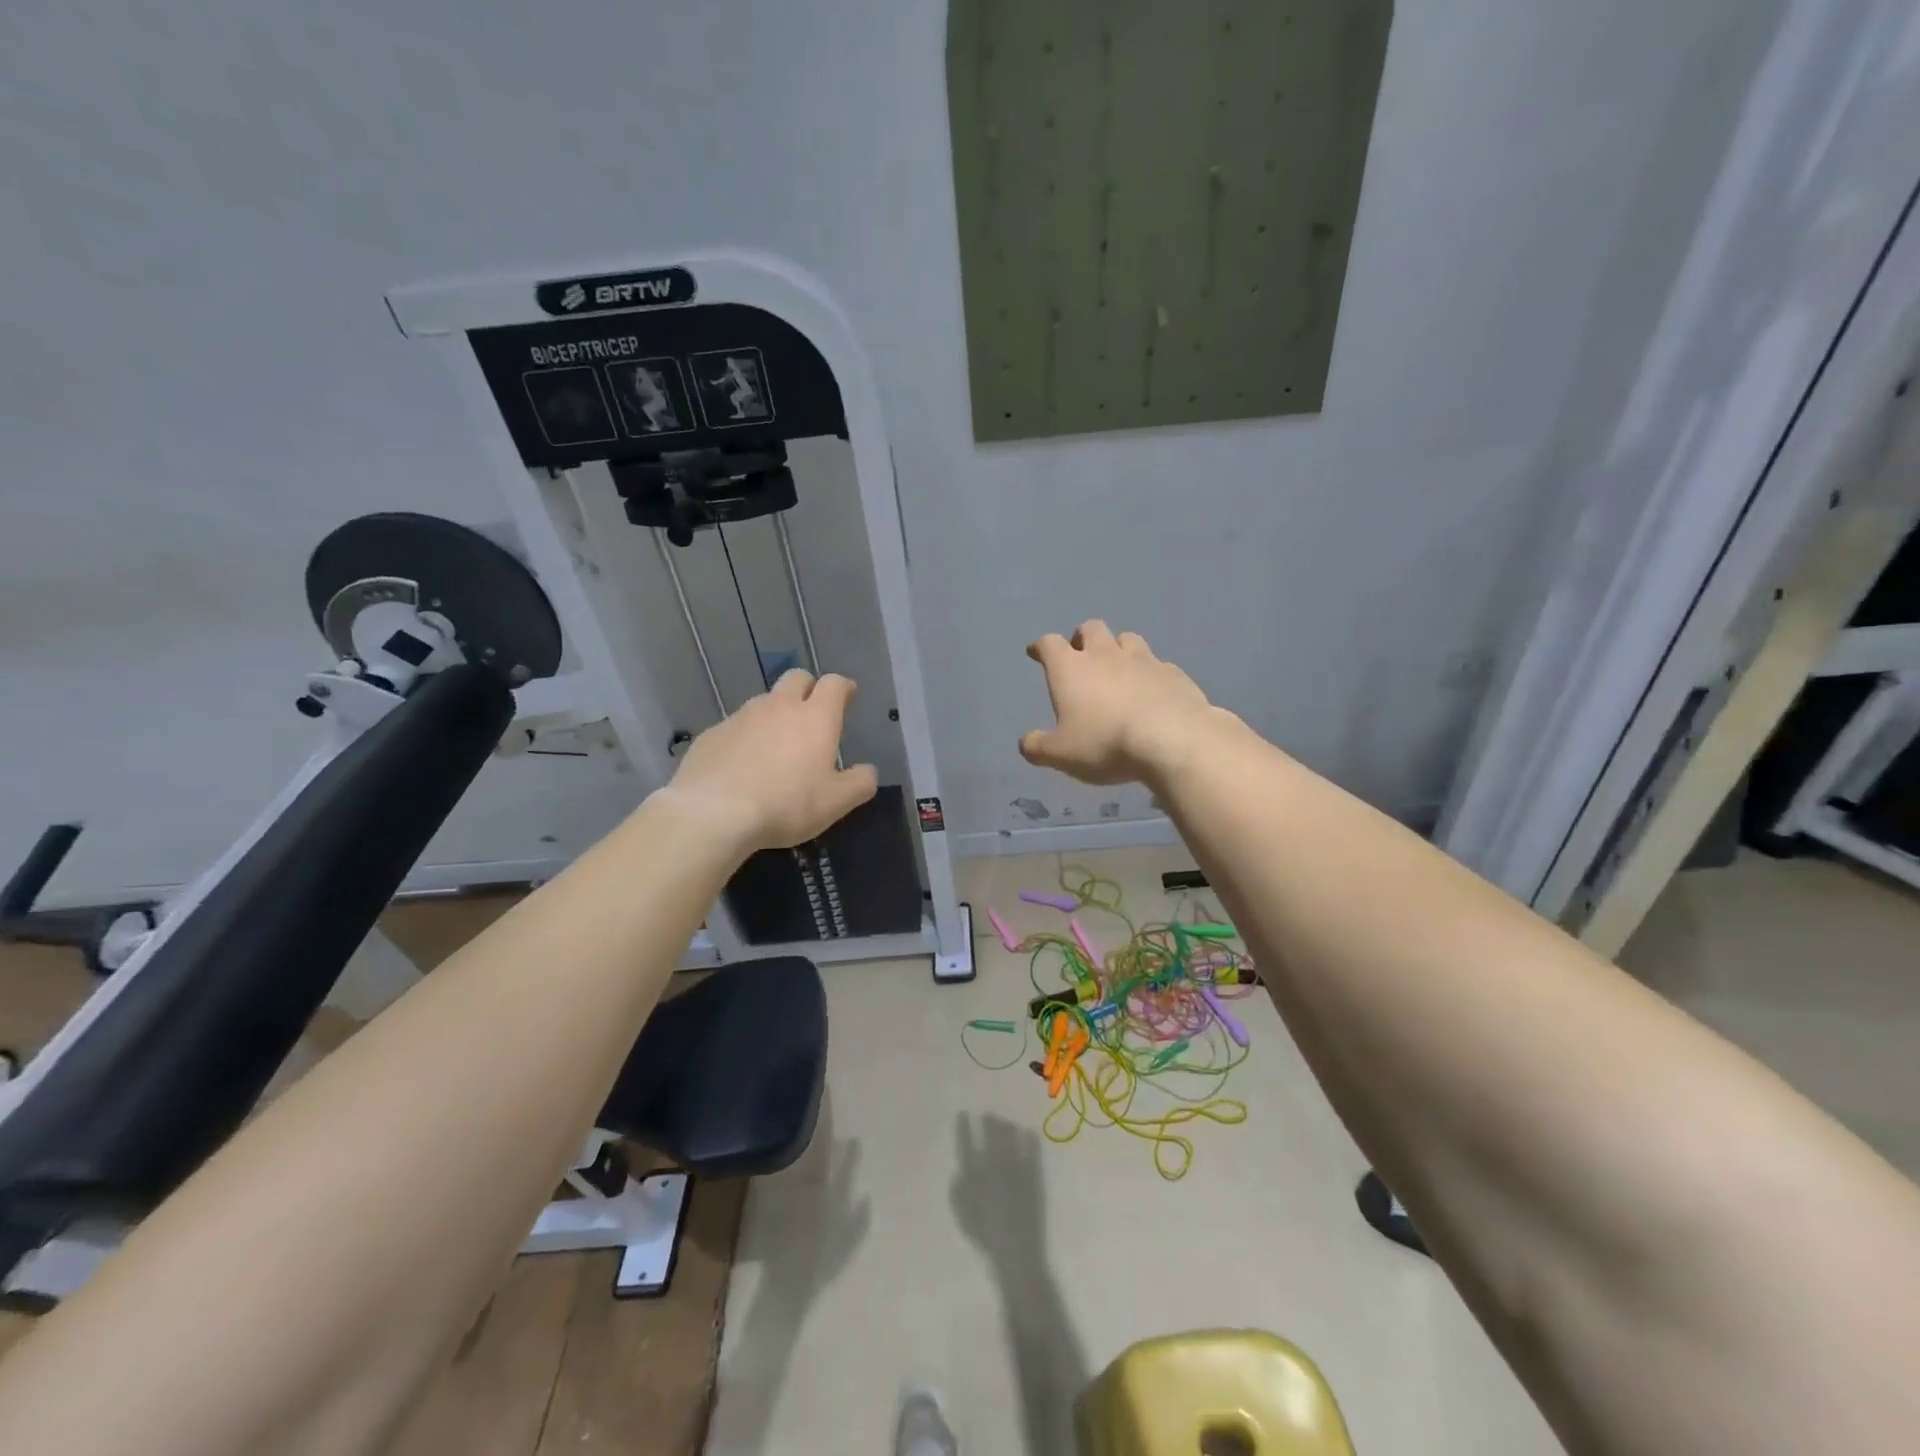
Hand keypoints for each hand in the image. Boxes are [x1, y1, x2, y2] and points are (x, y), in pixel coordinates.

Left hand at [667, 670, 877, 849]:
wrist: (714, 812)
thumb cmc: (786, 803)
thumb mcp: (836, 802)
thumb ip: (860, 783)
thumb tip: (868, 771)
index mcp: (815, 717)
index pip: (834, 684)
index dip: (843, 687)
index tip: (848, 695)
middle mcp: (779, 706)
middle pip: (796, 678)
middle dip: (808, 688)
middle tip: (812, 712)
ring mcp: (741, 717)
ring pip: (764, 702)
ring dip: (775, 713)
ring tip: (776, 744)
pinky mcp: (712, 734)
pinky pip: (735, 727)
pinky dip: (745, 737)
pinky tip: (742, 764)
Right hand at [1020, 621, 1223, 785]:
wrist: (1173, 740)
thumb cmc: (1105, 743)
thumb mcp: (1060, 754)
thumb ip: (1037, 747)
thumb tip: (1025, 743)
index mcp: (1071, 668)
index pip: (1049, 644)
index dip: (1040, 647)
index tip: (1036, 652)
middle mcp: (1105, 654)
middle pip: (1091, 628)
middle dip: (1082, 638)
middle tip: (1080, 655)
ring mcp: (1144, 660)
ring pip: (1127, 638)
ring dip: (1118, 648)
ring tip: (1118, 667)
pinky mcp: (1174, 673)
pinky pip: (1158, 664)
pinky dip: (1150, 672)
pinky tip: (1151, 689)